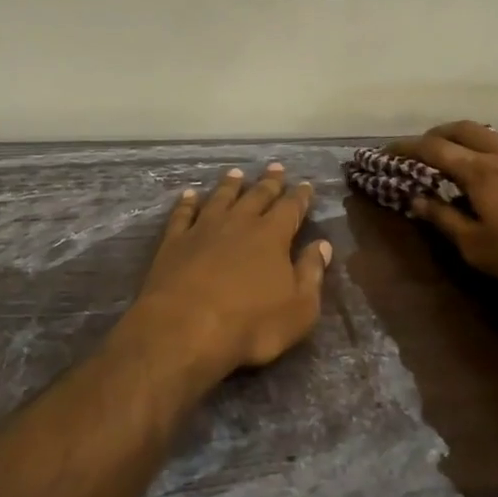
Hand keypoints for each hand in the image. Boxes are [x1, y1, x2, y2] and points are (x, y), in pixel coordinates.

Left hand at [122, 163, 330, 376]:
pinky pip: (183, 214)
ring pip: (220, 198)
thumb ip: (311, 273)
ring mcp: (203, 229)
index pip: (291, 208)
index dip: (300, 196)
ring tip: (236, 172)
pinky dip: (187, 202)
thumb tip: (323, 245)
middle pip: (256, 195)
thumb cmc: (250, 325)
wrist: (185, 329)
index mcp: (272, 236)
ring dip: (230, 185)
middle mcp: (239, 223)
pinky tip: (189, 194)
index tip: (306, 185)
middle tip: (276, 167)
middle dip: (269, 182)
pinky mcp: (174, 241)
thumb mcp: (299, 309)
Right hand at [389, 121, 497, 289]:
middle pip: (460, 128)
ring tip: (455, 155)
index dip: (406, 147)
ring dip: (463, 138)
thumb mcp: (476, 247)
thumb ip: (444, 219)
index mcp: (477, 171)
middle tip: (421, 148)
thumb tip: (418, 199)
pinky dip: (487, 146)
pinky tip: (492, 167)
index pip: (432, 148)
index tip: (387, 151)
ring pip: (486, 133)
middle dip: (435, 133)